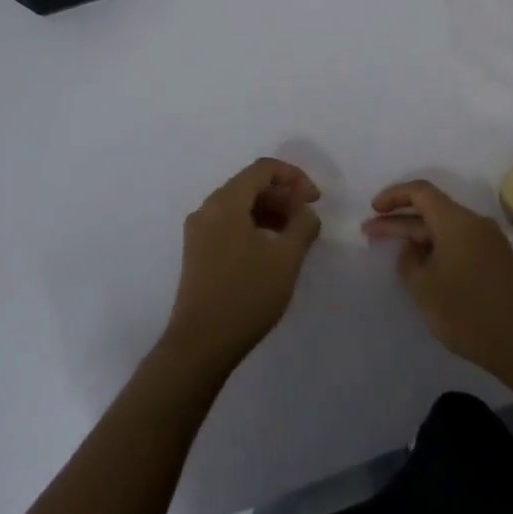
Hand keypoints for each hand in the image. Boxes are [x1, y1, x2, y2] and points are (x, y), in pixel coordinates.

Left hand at [165, 158, 322, 377]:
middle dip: (283, 195)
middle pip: (250, 184)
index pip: (263, 169)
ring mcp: (198, 232)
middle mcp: (207, 209)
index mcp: (225, 203)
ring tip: (293, 236)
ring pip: (240, 205)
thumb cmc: (246, 296)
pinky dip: (254, 226)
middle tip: (307, 218)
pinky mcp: (197, 252)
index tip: (315, 201)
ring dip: (270, 211)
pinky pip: (229, 224)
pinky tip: (271, 250)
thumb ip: (303, 225)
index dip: (295, 177)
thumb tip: (305, 212)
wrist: (200, 344)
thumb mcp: (286, 259)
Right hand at [363, 180, 512, 379]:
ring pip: (446, 228)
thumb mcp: (425, 288)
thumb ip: (410, 262)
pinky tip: (423, 267)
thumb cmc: (468, 311)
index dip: (394, 196)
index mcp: (457, 221)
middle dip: (399, 220)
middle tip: (369, 233)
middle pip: (432, 210)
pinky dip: (437, 248)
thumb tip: (413, 249)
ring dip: (418, 236)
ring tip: (393, 251)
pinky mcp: (496, 261)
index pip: (421, 192)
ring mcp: (489, 242)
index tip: (373, 210)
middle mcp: (475, 223)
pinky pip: (460, 243)